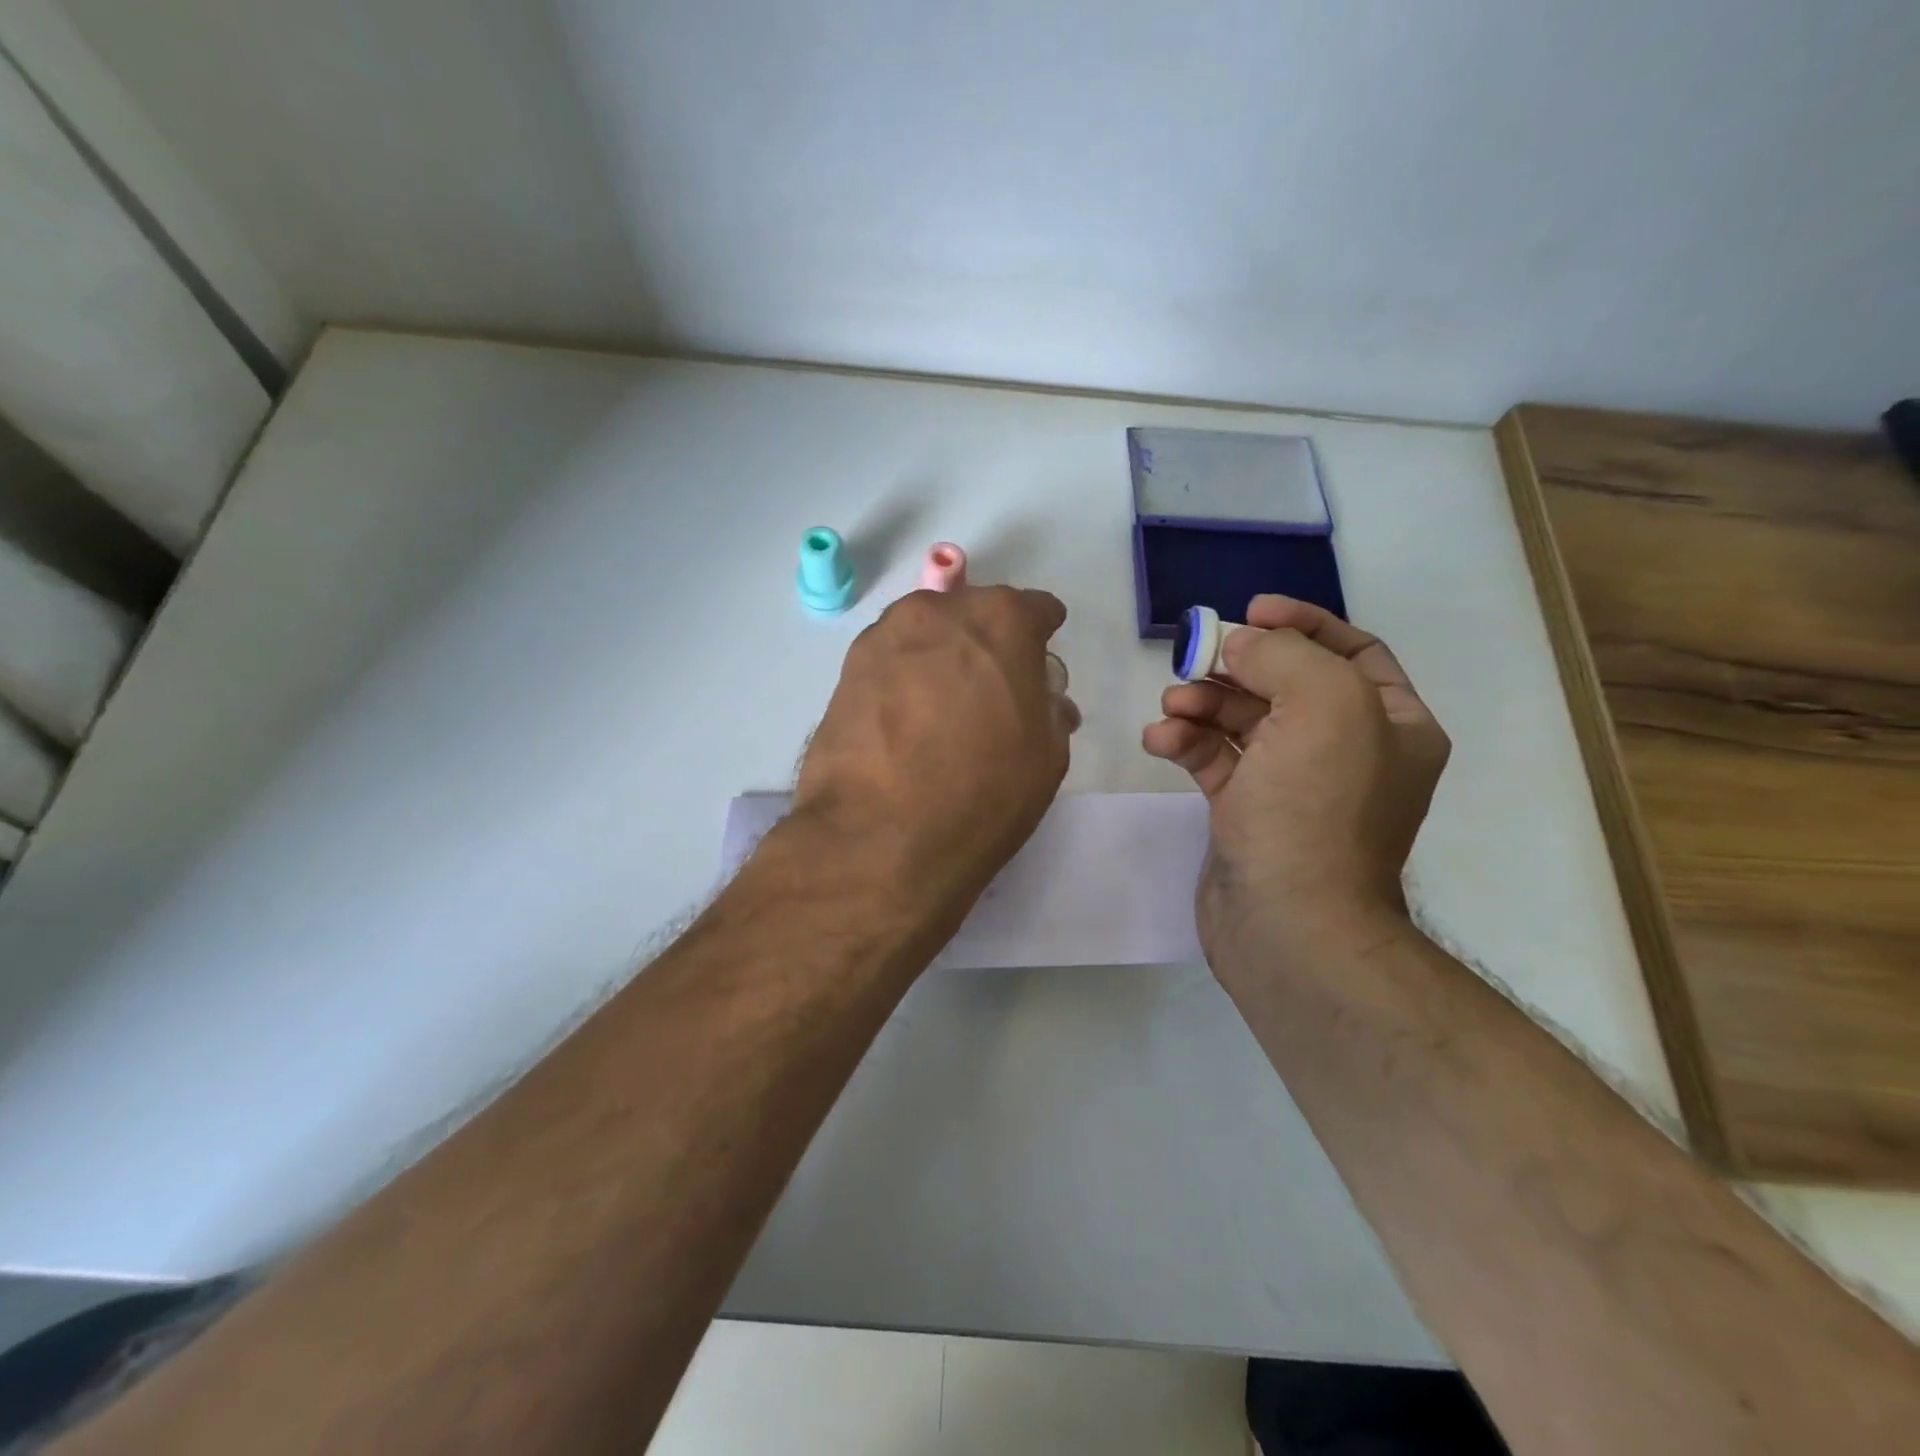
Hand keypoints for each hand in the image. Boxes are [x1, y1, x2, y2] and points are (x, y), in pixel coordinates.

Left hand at [793, 585, 1078, 919]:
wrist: (881, 836)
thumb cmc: (983, 793)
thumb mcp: (1046, 758)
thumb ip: (1049, 713)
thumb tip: (1045, 703)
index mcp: (1001, 621)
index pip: (1034, 610)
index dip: (1041, 637)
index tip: (1038, 665)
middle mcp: (940, 612)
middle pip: (973, 614)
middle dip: (987, 643)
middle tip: (988, 690)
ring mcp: (885, 636)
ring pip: (927, 633)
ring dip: (940, 656)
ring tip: (940, 707)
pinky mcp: (846, 668)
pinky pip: (890, 661)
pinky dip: (903, 678)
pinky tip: (904, 720)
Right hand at [1142, 594, 1449, 967]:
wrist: (1288, 924)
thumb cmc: (1317, 809)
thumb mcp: (1322, 705)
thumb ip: (1282, 653)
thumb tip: (1240, 645)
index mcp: (1391, 723)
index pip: (1352, 650)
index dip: (1302, 623)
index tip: (1250, 611)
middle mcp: (1349, 750)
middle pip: (1286, 683)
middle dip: (1237, 667)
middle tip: (1193, 660)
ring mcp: (1295, 783)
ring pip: (1243, 720)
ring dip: (1202, 703)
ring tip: (1171, 707)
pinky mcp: (1247, 811)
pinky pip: (1216, 760)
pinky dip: (1187, 743)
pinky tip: (1161, 741)